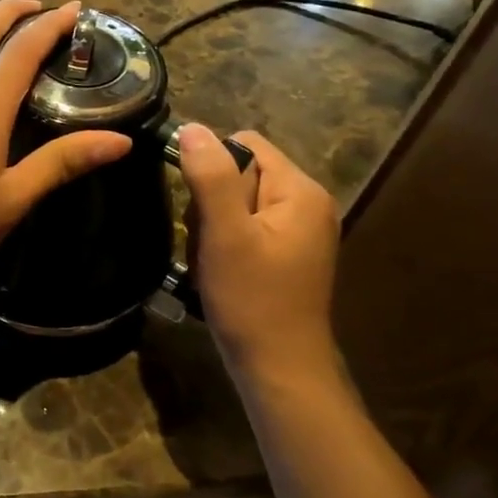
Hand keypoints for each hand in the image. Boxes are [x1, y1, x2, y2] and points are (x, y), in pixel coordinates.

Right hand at [177, 125, 340, 384]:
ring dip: (213, 228)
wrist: (279, 369)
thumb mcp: (225, 235)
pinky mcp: (286, 255)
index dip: (211, 167)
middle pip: (240, 174)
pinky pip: (244, 230)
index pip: (245, 144)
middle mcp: (307, 204)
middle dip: (211, 204)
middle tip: (208, 244)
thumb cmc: (252, 300)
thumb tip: (191, 128)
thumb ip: (211, 177)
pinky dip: (224, 245)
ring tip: (212, 263)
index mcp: (300, 190)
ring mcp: (298, 232)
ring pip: (236, 204)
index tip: (198, 208)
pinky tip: (219, 273)